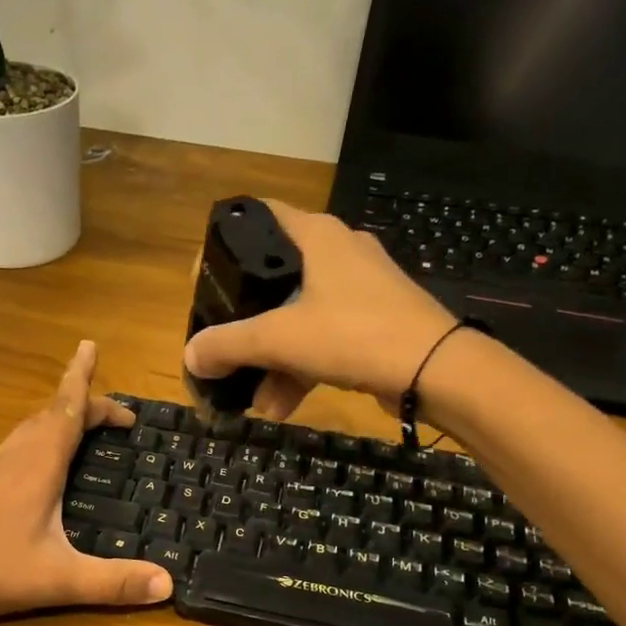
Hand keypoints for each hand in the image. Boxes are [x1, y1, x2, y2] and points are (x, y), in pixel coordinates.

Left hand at [0, 341, 172, 625]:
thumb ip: (113, 583)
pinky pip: (17, 446)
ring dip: (60, 419)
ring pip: (30, 429)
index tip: (90, 346)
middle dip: (84, 403)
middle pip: (52, 414)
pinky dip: (40, 439)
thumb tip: (168, 585)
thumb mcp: (60, 579)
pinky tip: (41, 465)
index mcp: (38, 464)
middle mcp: (15, 456)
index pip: (67, 409)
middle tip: (116, 415)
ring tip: (83, 427)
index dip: (82, 378)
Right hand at [182, 200, 459, 419]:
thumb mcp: (280, 339)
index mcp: (317, 237)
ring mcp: (359, 291)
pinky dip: (300, 370)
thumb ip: (229, 345)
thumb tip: (189, 356)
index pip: (260, 217)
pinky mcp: (373, 324)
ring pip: (299, 318)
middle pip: (275, 278)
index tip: (204, 277)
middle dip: (246, 321)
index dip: (226, 241)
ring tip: (251, 400)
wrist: (436, 370)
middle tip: (222, 344)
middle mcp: (339, 254)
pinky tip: (280, 408)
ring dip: (272, 360)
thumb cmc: (353, 333)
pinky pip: (324, 341)